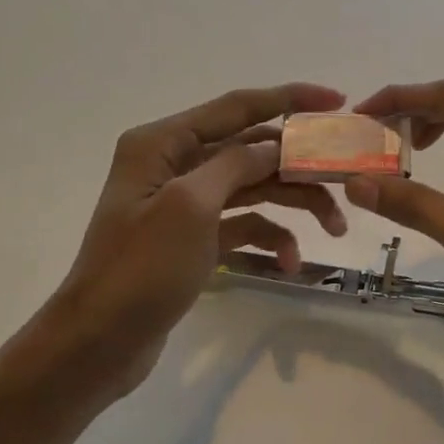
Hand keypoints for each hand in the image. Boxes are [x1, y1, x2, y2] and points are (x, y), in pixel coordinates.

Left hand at [42, 82, 348, 397]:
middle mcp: (174, 164)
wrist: (98, 344)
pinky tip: (289, 262)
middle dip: (299, 164)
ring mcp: (185, 203)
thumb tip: (275, 145)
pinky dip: (269, 238)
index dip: (289, 99)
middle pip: (252, 149)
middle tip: (346, 176)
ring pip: (254, 188)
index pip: (237, 107)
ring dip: (294, 203)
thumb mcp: (191, 206)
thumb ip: (237, 164)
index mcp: (163, 143)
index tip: (338, 100)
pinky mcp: (195, 238)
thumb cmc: (140, 269)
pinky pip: (244, 225)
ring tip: (335, 227)